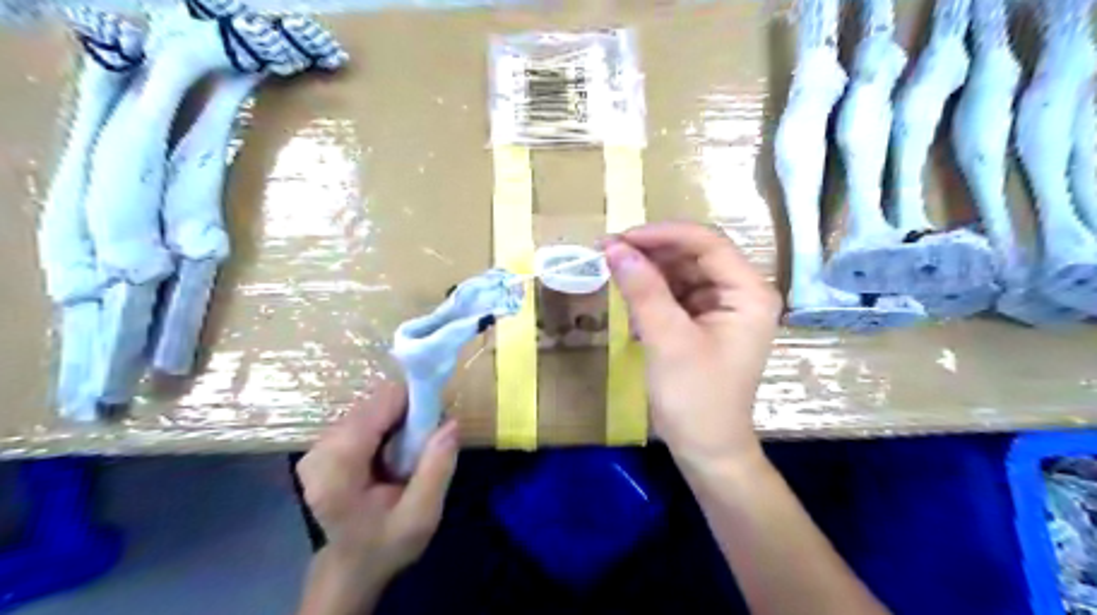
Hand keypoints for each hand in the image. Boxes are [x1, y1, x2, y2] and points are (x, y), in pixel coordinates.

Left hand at [296, 385, 458, 584]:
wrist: (350, 566)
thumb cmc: (386, 544)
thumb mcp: (421, 515)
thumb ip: (437, 469)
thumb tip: (451, 422)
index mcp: (337, 468)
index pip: (379, 405)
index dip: (414, 405)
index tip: (435, 425)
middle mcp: (319, 450)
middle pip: (375, 403)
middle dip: (407, 416)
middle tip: (423, 446)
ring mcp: (317, 446)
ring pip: (371, 406)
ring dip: (398, 421)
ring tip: (408, 455)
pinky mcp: (323, 445)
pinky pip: (364, 417)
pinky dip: (386, 426)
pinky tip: (392, 454)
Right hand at [604, 222, 784, 470]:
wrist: (706, 449)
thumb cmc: (695, 398)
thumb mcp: (667, 340)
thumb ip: (643, 290)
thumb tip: (614, 247)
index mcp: (748, 292)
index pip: (707, 243)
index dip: (662, 234)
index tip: (620, 238)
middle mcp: (741, 293)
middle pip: (694, 255)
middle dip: (651, 252)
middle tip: (607, 251)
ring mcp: (723, 308)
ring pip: (682, 273)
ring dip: (648, 272)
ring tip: (612, 272)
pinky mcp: (704, 323)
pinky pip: (676, 295)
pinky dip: (652, 294)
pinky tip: (629, 301)